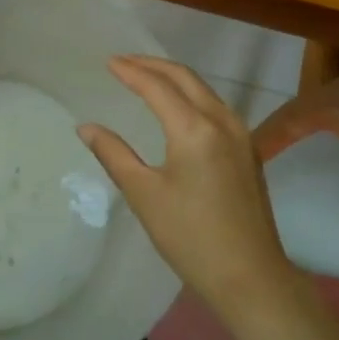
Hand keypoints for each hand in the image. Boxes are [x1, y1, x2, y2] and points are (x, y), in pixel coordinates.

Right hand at [78, 56, 296, 321]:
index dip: (131, 72)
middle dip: (153, 65)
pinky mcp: (249, 150)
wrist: (251, 277)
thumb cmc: (190, 237)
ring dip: (174, 78)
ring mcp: (241, 135)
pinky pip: (216, 107)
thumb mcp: (144, 195)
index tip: (109, 62)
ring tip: (147, 77)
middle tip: (124, 62)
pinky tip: (178, 107)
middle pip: (185, 78)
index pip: (157, 87)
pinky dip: (191, 95)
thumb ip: (114, 154)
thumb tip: (87, 127)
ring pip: (204, 90)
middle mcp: (222, 121)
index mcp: (194, 129)